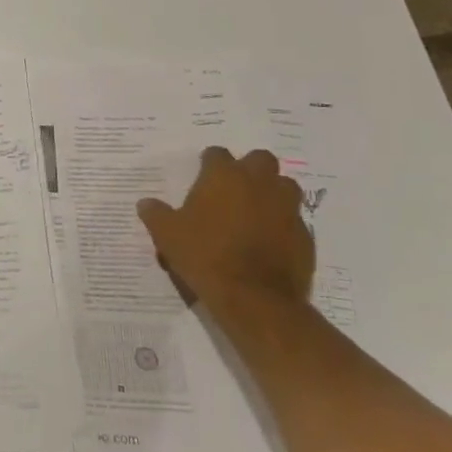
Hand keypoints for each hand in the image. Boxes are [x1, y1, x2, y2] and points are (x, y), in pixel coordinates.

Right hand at [138, 146, 314, 317]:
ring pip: (285, 186)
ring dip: (272, 192)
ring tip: (255, 211)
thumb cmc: (205, 255)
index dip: (209, 163)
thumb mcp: (167, 234)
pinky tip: (268, 241)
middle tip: (234, 188)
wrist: (254, 298)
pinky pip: (294, 220)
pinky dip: (283, 224)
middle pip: (261, 159)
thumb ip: (156, 214)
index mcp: (224, 176)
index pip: (217, 153)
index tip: (202, 175)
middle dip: (250, 168)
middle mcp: (259, 184)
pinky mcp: (306, 236)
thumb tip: (146, 203)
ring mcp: (287, 208)